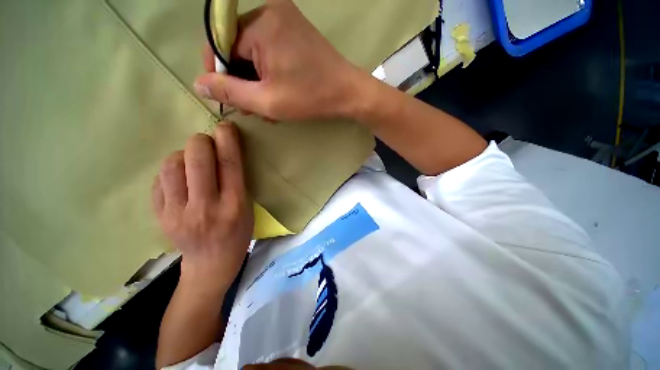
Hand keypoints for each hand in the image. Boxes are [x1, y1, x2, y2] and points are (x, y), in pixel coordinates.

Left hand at [152, 123, 252, 291]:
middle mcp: (205, 208)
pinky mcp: (159, 216)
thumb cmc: (238, 233)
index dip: (227, 140)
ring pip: (171, 165)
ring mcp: (177, 213)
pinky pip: (160, 180)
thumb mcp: (248, 207)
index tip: (225, 125)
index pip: (229, 165)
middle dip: (201, 142)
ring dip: (183, 156)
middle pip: (196, 159)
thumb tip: (221, 151)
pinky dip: (171, 172)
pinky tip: (180, 180)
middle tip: (206, 144)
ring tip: (191, 164)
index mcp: (234, 205)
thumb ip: (236, 180)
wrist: (211, 263)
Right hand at [194, 0, 366, 121]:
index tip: (230, 99)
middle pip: (238, 48)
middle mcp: (270, 12)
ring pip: (254, 53)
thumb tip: (199, 83)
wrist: (347, 93)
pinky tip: (277, 93)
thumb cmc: (311, 97)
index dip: (221, 74)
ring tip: (267, 106)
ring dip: (257, 81)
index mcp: (260, 24)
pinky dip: (269, 74)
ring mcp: (284, 20)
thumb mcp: (267, 100)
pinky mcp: (294, 32)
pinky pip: (269, 51)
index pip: (221, 45)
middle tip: (252, 108)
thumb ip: (230, 92)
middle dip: (242, 81)